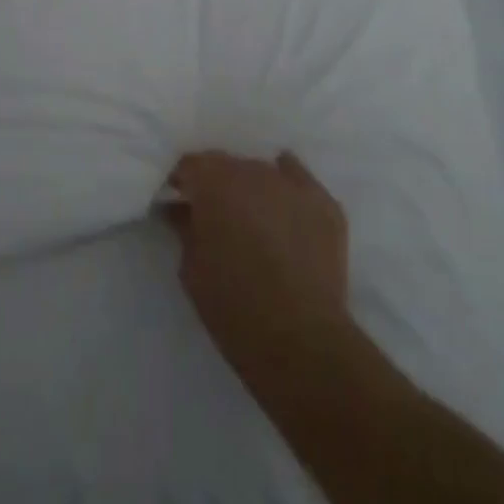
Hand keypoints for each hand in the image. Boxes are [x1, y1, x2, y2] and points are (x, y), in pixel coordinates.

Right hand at [166, 151, 354, 384]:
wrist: (300, 339)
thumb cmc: (233, 306)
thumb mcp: (192, 269)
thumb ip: (185, 228)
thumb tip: (180, 209)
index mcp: (215, 182)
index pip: (191, 164)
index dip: (183, 181)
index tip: (179, 201)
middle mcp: (254, 170)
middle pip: (229, 165)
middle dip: (218, 185)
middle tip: (216, 216)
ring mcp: (293, 184)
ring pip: (264, 173)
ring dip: (253, 189)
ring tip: (253, 220)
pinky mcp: (325, 203)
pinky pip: (300, 183)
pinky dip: (288, 192)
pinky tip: (285, 208)